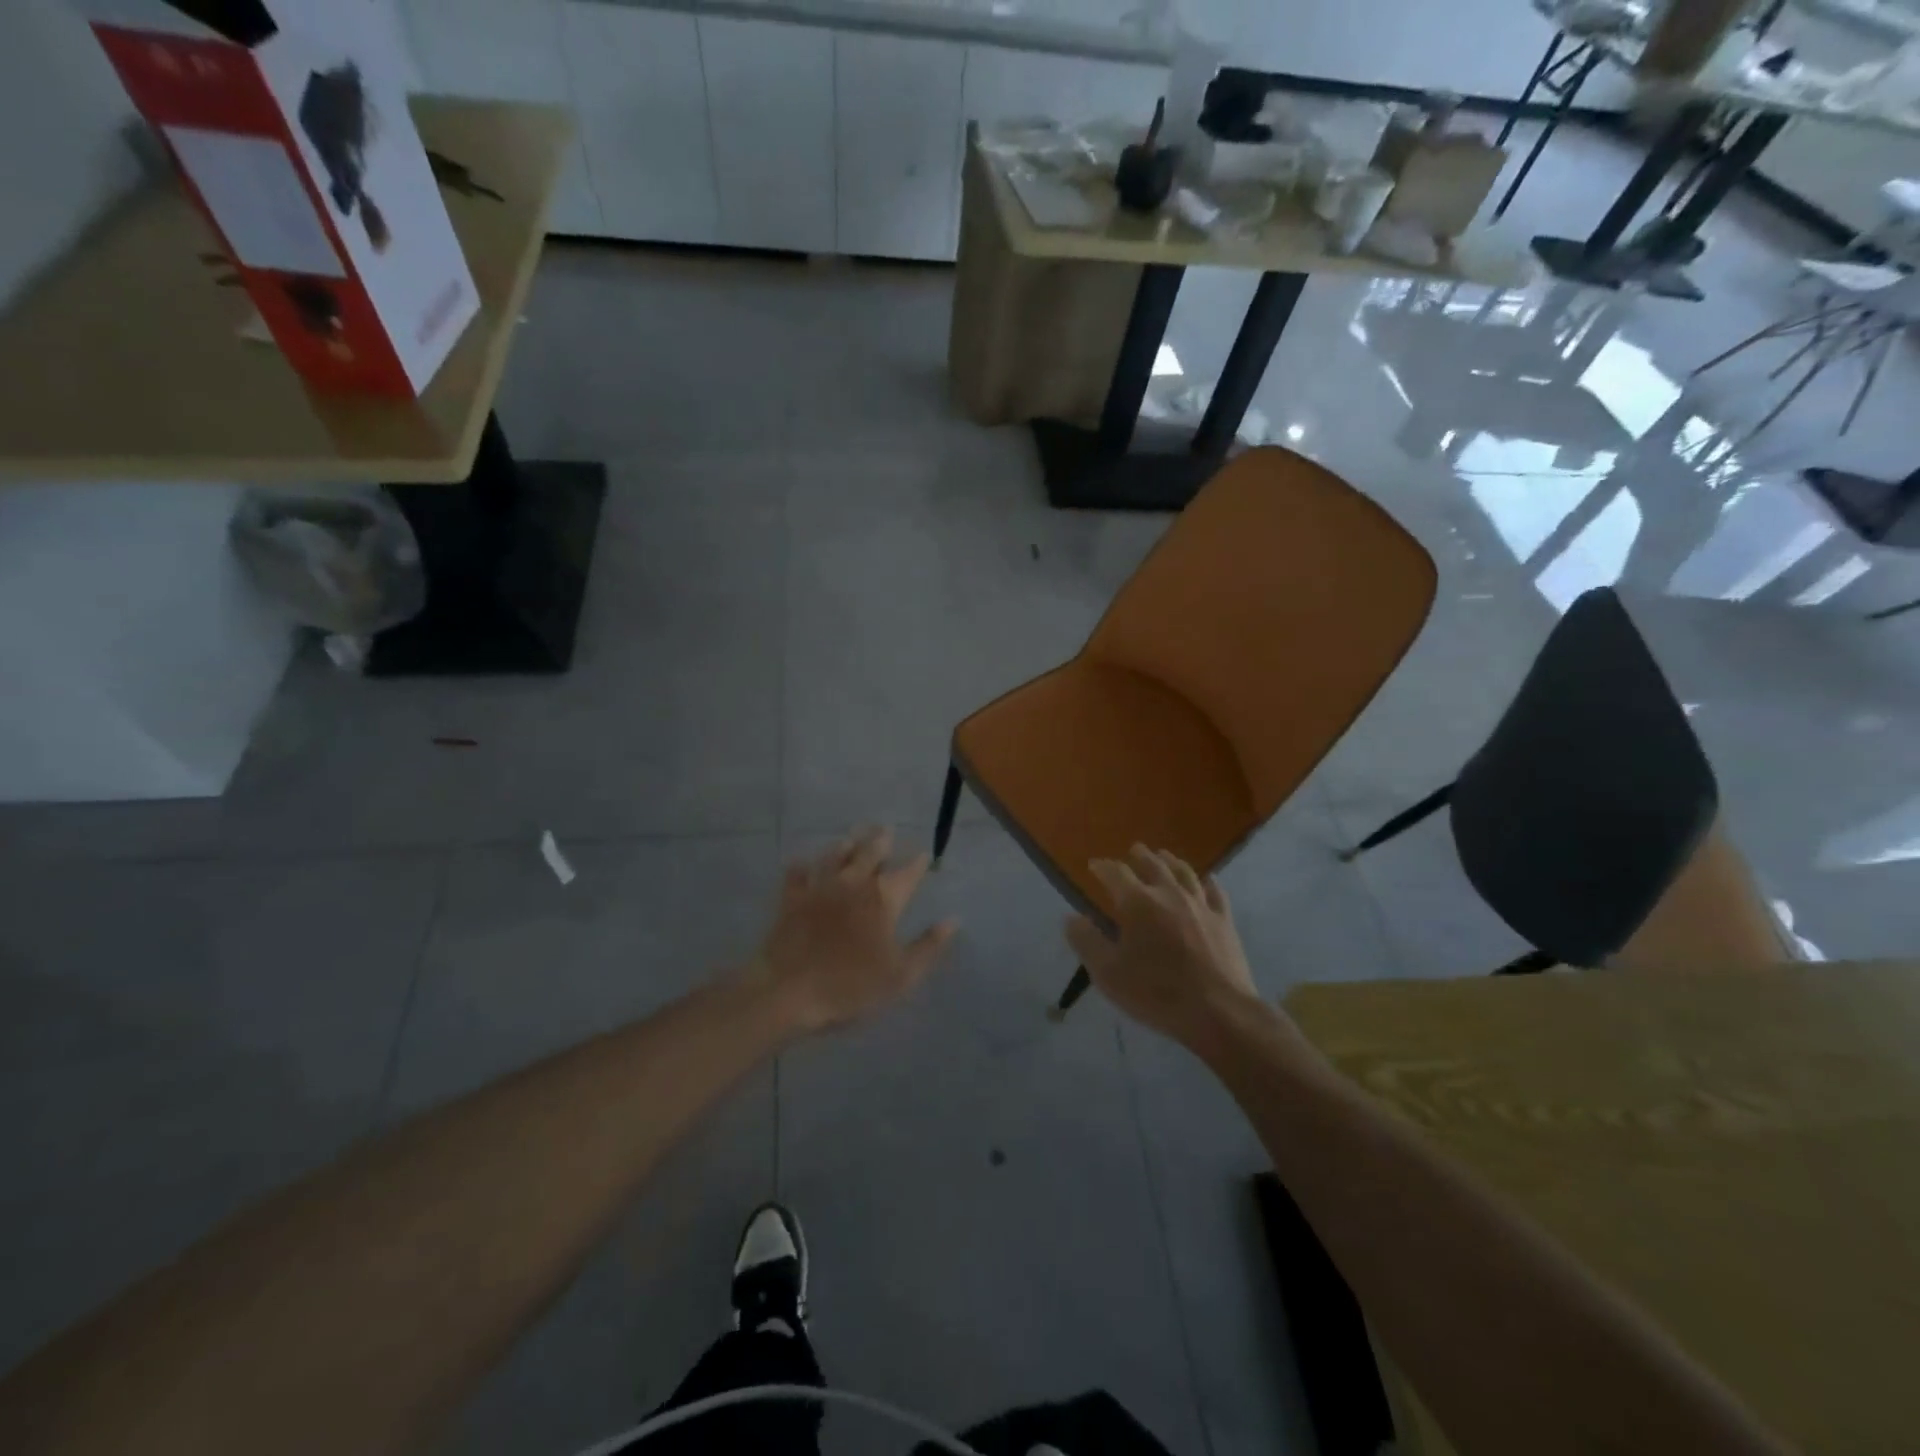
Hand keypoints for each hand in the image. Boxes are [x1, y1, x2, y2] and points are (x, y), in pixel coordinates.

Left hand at [750, 827, 958, 1032]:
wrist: (788, 992)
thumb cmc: (851, 986)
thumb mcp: (901, 976)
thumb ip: (928, 946)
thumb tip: (952, 920)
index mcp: (883, 899)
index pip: (907, 872)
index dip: (917, 862)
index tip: (923, 854)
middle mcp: (853, 883)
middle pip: (869, 852)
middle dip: (881, 840)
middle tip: (885, 829)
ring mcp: (819, 887)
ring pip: (835, 855)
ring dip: (846, 845)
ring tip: (852, 837)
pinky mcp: (791, 898)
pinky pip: (797, 873)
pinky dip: (802, 865)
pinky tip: (802, 862)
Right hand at [1065, 845, 1261, 1048]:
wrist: (1219, 1012)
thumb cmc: (1157, 993)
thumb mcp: (1108, 974)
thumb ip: (1086, 942)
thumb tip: (1071, 917)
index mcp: (1137, 903)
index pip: (1115, 873)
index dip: (1103, 867)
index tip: (1094, 866)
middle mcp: (1169, 893)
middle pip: (1152, 864)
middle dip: (1139, 856)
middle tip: (1132, 851)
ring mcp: (1200, 905)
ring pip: (1184, 872)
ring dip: (1170, 860)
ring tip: (1163, 856)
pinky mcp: (1224, 920)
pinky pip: (1215, 892)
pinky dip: (1207, 882)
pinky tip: (1206, 880)